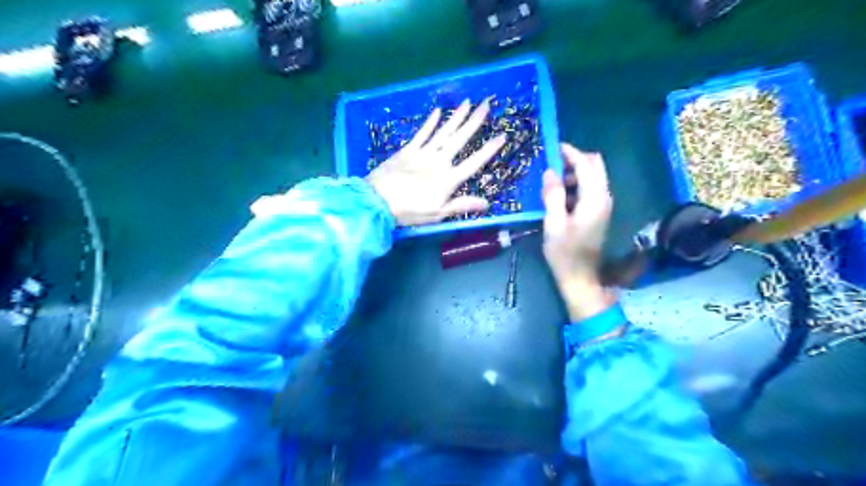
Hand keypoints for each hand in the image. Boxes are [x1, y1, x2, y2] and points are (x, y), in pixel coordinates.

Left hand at [364, 98, 507, 228]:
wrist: (377, 202)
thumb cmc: (410, 211)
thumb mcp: (438, 214)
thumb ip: (462, 205)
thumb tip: (487, 203)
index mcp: (449, 179)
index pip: (474, 162)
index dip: (489, 149)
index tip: (502, 135)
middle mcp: (439, 162)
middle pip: (460, 139)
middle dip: (474, 122)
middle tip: (486, 104)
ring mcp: (422, 153)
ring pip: (444, 132)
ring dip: (456, 117)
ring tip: (468, 102)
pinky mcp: (407, 150)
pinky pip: (422, 133)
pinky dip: (430, 122)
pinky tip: (438, 111)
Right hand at [540, 144, 614, 321]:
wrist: (580, 278)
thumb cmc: (564, 253)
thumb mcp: (553, 223)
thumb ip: (553, 195)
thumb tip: (550, 172)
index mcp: (594, 199)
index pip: (585, 165)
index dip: (570, 153)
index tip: (553, 146)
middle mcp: (603, 198)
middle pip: (595, 166)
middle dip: (575, 160)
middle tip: (552, 165)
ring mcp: (603, 206)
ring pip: (593, 177)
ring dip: (574, 174)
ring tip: (551, 184)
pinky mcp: (599, 213)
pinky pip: (590, 190)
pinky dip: (576, 186)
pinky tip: (559, 198)